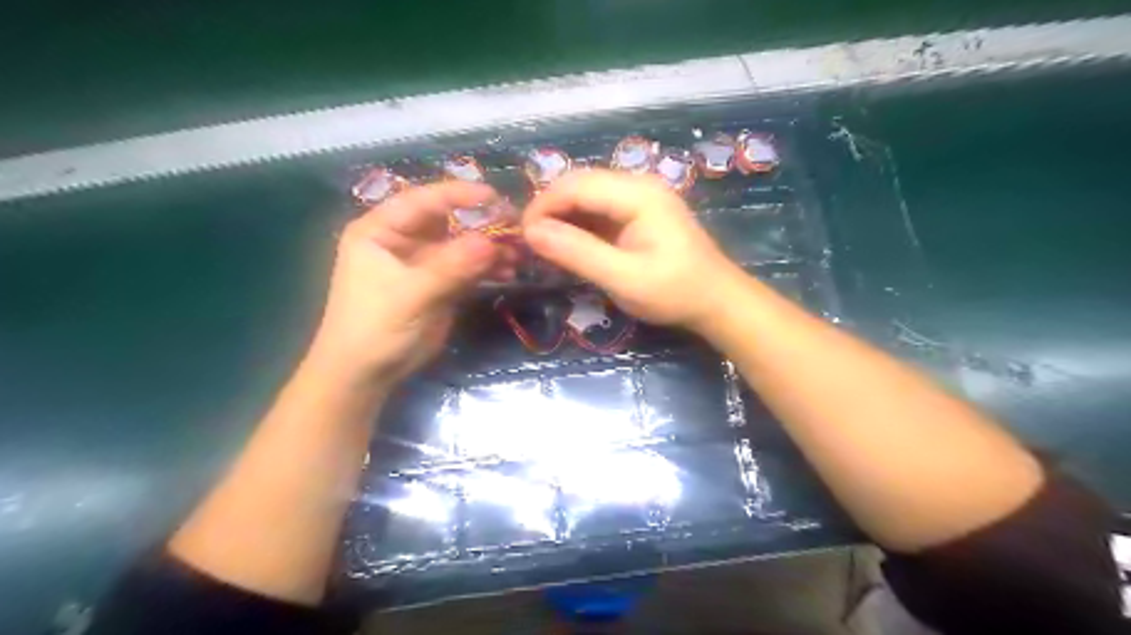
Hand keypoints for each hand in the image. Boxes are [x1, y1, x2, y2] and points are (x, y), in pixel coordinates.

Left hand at [306, 181, 508, 386]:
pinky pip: (468, 268)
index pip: (422, 201)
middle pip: (448, 221)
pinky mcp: (439, 284)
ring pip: (462, 245)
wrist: (366, 374)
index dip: (457, 194)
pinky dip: (488, 268)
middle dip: (482, 223)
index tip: (493, 196)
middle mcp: (403, 240)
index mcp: (380, 230)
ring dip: (490, 248)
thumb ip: (450, 266)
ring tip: (520, 253)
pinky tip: (510, 271)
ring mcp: (423, 262)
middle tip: (516, 226)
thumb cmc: (374, 327)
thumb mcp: (410, 294)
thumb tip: (491, 242)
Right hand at [524, 171, 749, 332]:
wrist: (717, 301)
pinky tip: (569, 244)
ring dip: (563, 216)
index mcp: (638, 194)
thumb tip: (531, 232)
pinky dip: (579, 224)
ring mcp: (641, 196)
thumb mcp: (624, 278)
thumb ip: (578, 252)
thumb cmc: (674, 292)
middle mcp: (638, 185)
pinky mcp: (640, 212)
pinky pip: (600, 209)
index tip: (522, 236)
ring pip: (588, 195)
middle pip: (580, 184)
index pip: (576, 185)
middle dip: (550, 209)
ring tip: (544, 245)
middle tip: (529, 242)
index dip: (543, 205)